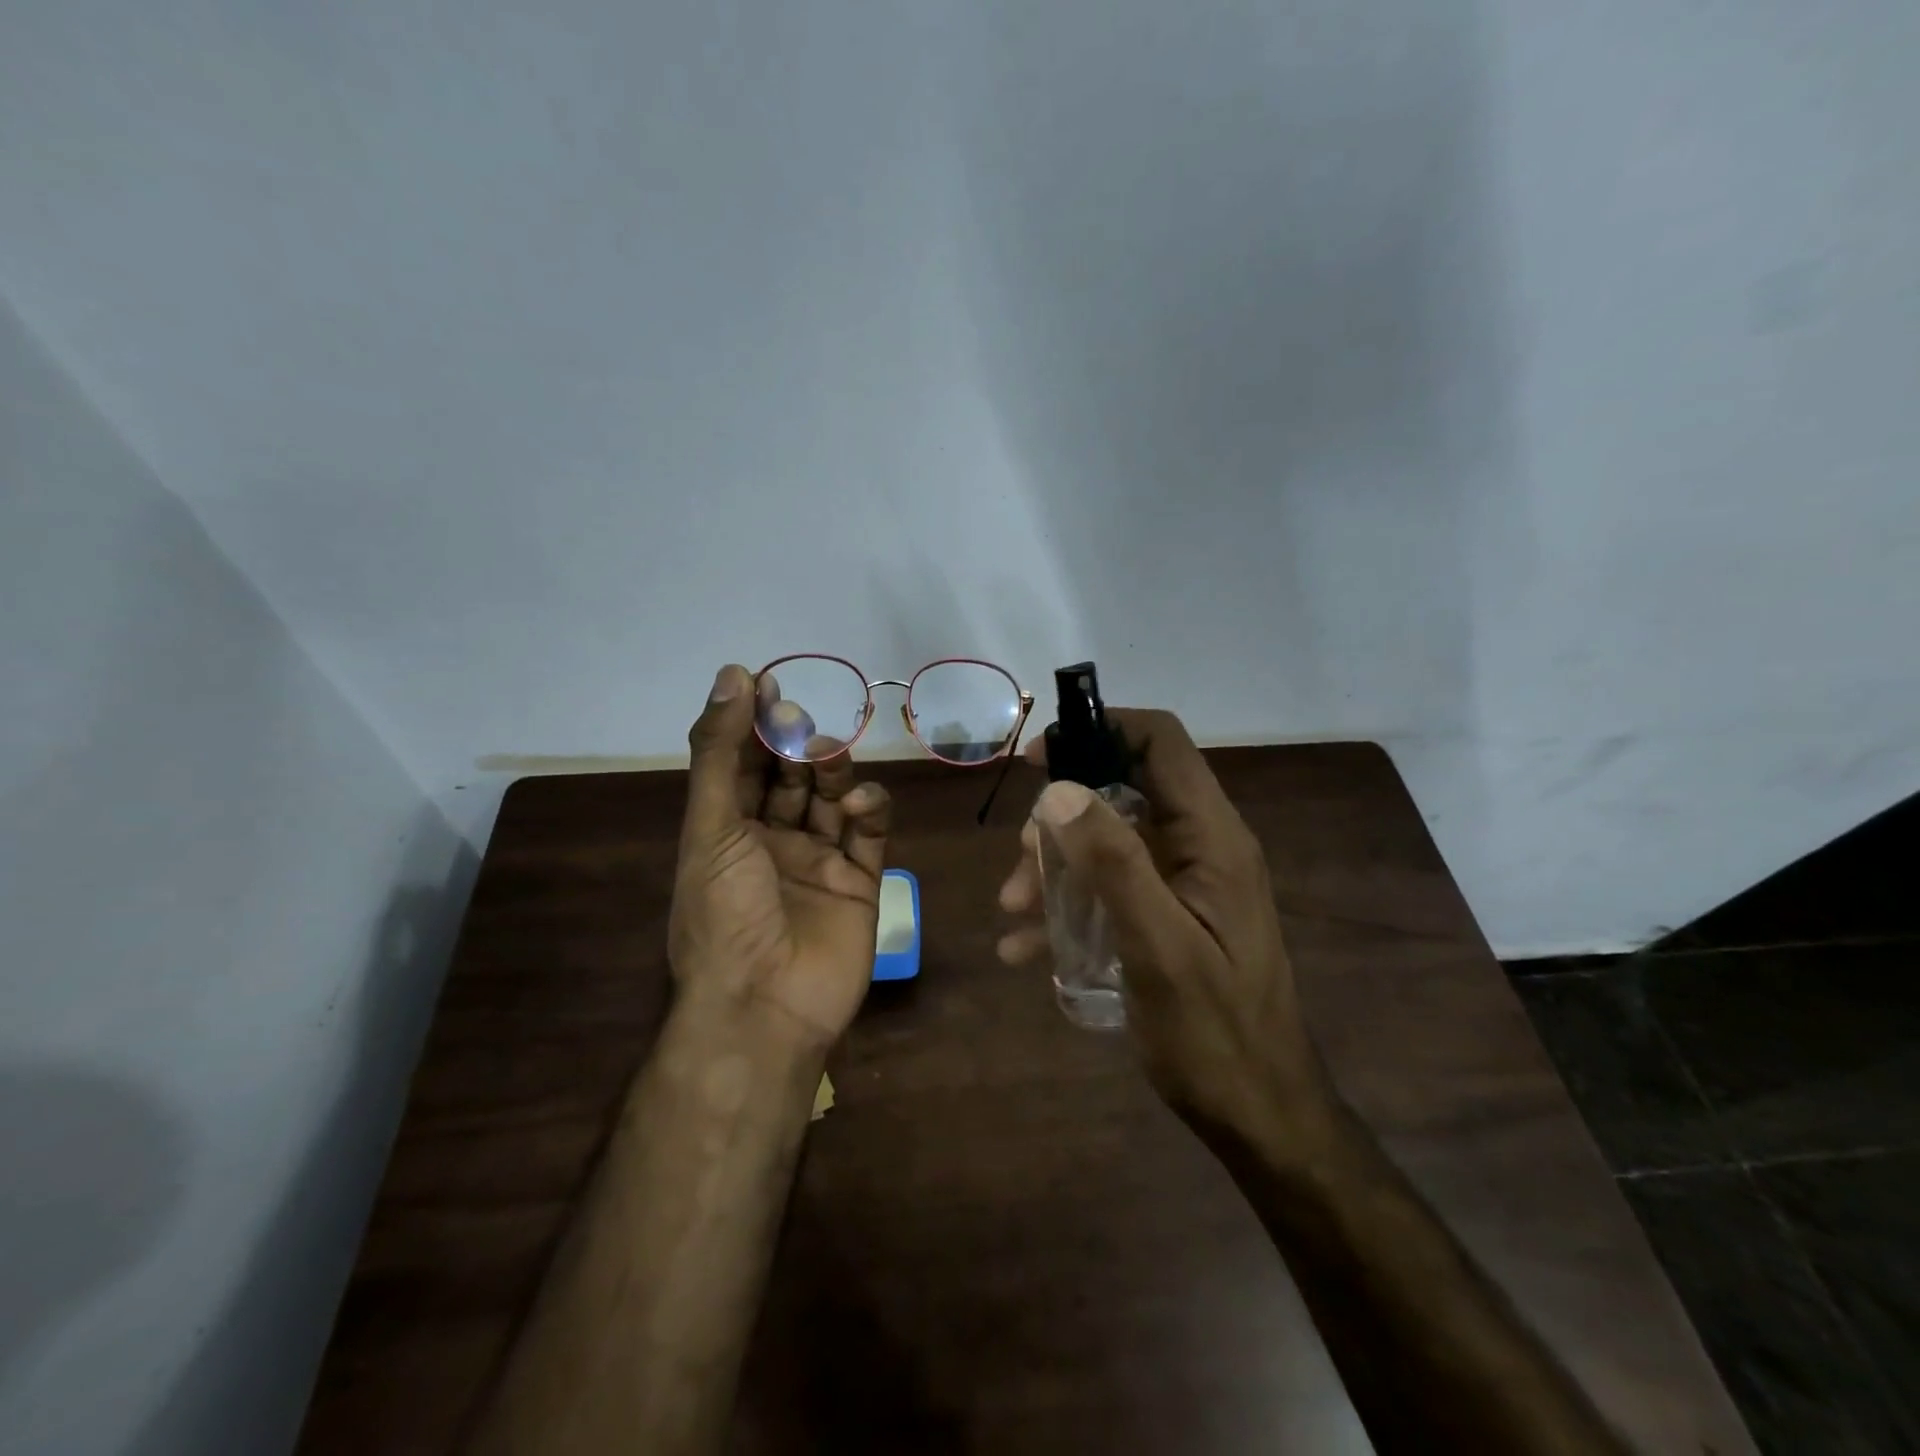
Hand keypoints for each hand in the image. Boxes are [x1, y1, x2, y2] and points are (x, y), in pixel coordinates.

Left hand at [669, 665, 891, 1054]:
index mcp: (727, 832)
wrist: (766, 1004)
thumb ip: (720, 751)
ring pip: (832, 798)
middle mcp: (771, 842)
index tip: (768, 683)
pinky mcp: (860, 881)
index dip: (752, 723)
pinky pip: (869, 833)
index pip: (742, 763)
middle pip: (790, 776)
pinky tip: (860, 804)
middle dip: (795, 745)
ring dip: (833, 771)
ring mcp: (818, 861)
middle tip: (801, 723)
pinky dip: (869, 809)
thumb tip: (732, 675)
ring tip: (830, 758)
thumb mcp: (711, 826)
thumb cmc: (724, 912)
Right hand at [997, 709, 1333, 1146]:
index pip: (1161, 743)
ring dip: (1056, 865)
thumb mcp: (1157, 947)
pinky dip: (1070, 903)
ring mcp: (1187, 882)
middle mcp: (1203, 847)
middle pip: (1124, 791)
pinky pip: (1112, 887)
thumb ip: (1114, 863)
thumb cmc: (1214, 1035)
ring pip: (1109, 840)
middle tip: (1020, 860)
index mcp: (1213, 839)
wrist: (1261, 1117)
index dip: (1100, 730)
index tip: (1038, 758)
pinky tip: (1027, 947)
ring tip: (1015, 909)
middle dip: (1062, 818)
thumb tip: (1058, 788)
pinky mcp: (1172, 914)